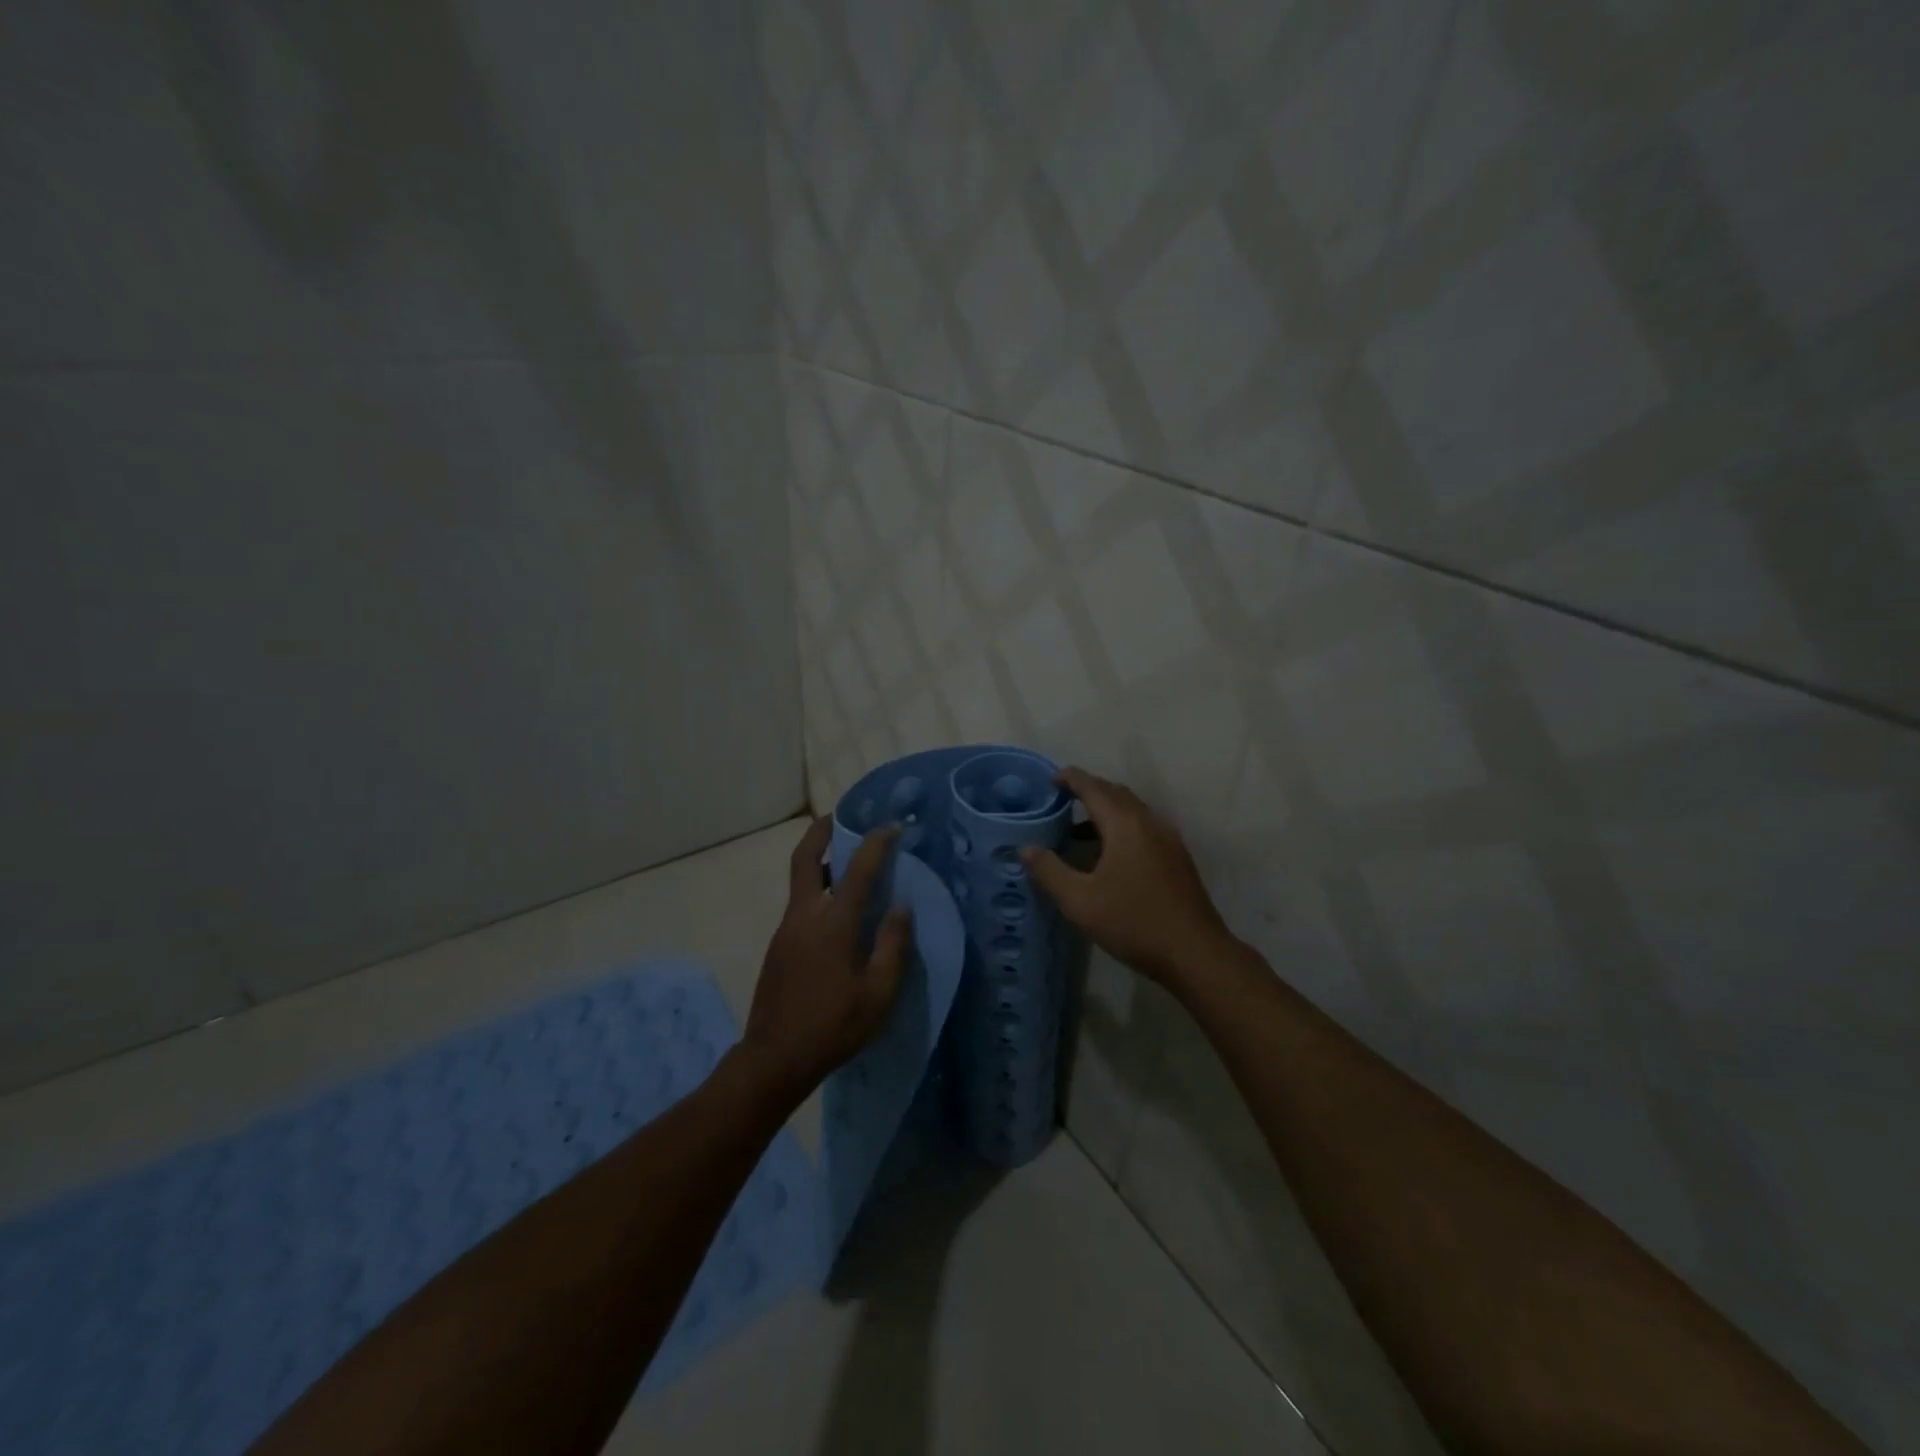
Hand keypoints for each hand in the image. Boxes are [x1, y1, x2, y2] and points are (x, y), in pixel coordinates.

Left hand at [740, 816, 912, 1101]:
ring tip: (846, 863)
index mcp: (833, 924)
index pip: (857, 870)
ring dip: (820, 862)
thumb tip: (902, 906)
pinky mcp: (778, 946)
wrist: (774, 1058)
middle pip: (805, 858)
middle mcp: (804, 916)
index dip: (876, 843)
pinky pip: (801, 905)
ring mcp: (786, 930)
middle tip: (839, 816)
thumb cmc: (833, 1026)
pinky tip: (837, 913)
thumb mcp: (879, 993)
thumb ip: (893, 945)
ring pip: (801, 882)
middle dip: (821, 831)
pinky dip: (818, 892)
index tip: (892, 826)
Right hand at [1021, 768, 1234, 991]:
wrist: (1195, 953)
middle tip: (1061, 800)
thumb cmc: (1133, 922)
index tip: (1049, 779)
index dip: (1070, 778)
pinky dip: (1122, 826)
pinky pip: (1144, 826)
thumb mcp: (1080, 901)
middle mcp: (1149, 822)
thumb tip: (1025, 848)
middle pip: (1115, 793)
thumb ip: (1049, 871)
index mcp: (1125, 824)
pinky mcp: (1177, 857)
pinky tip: (1109, 854)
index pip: (1093, 787)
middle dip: (1088, 790)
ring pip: (1132, 810)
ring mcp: (1168, 839)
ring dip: (1106, 810)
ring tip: (1079, 829)